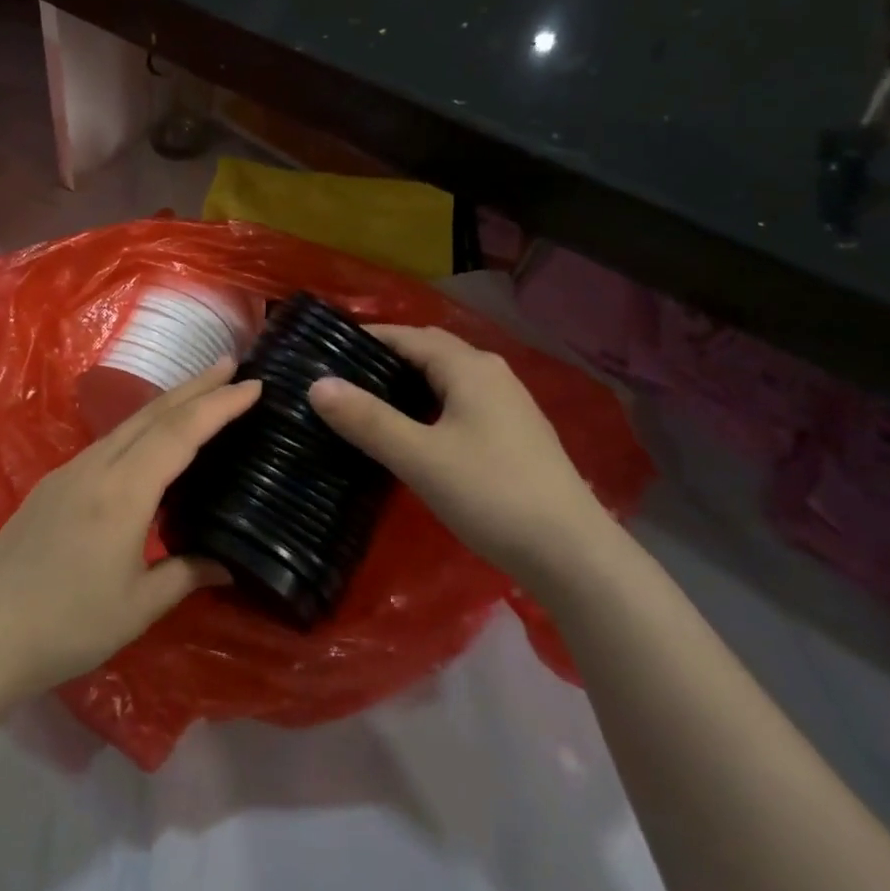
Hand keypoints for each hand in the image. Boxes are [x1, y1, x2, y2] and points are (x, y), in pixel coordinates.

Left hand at [0, 360, 259, 704]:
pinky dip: (140, 428)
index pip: (180, 433)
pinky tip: (149, 440)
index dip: (219, 406)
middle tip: (231, 365)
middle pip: (153, 414)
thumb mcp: (139, 607)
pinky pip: (107, 442)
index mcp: (123, 492)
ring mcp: (69, 471)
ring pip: (127, 424)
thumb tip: (228, 563)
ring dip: (168, 404)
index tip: (253, 385)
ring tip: (200, 394)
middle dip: (195, 386)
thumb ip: (187, 574)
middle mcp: (95, 467)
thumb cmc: (69, 626)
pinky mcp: (52, 484)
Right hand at [309, 326, 606, 577]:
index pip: (408, 336)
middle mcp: (492, 374)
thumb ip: (367, 419)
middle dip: (387, 356)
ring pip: (447, 378)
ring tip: (368, 401)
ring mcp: (509, 404)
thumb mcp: (419, 457)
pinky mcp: (515, 434)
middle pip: (430, 351)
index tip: (326, 349)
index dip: (367, 338)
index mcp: (469, 368)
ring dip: (409, 382)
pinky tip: (414, 432)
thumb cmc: (491, 495)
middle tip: (342, 376)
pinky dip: (430, 404)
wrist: (572, 554)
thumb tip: (317, 384)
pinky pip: (461, 402)